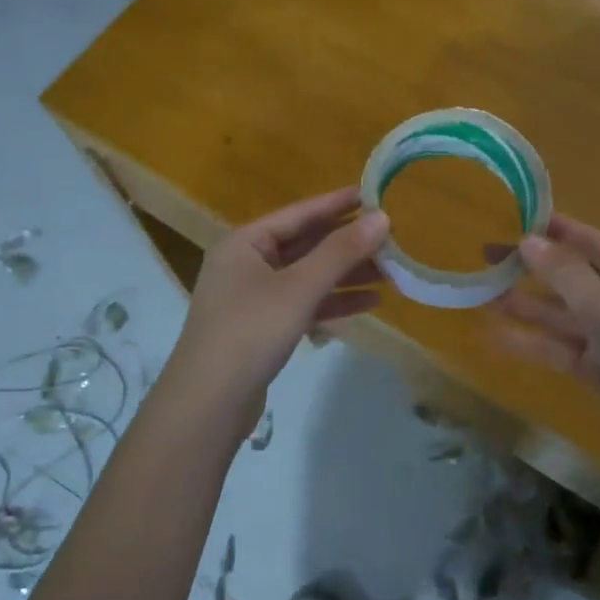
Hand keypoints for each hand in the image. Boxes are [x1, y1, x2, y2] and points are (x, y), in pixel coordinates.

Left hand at [162, 188, 389, 433]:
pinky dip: (333, 303)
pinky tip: (369, 303)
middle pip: (305, 246)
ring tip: (390, 272)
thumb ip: (341, 252)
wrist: (208, 404)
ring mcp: (253, 299)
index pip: (298, 214)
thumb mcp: (299, 288)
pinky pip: (304, 305)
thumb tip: (382, 217)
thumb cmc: (251, 332)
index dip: (336, 204)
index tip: (372, 195)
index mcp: (244, 243)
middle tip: (390, 239)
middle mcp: (246, 264)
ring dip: (346, 275)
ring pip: (308, 277)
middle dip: (347, 245)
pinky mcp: (263, 329)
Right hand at [491, 213, 599, 479]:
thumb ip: (568, 277)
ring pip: (564, 318)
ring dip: (528, 308)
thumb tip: (527, 241)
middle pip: (575, 281)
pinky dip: (534, 345)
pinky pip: (562, 352)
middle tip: (489, 258)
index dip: (562, 231)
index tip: (521, 217)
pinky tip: (498, 338)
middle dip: (535, 270)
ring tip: (484, 296)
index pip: (598, 245)